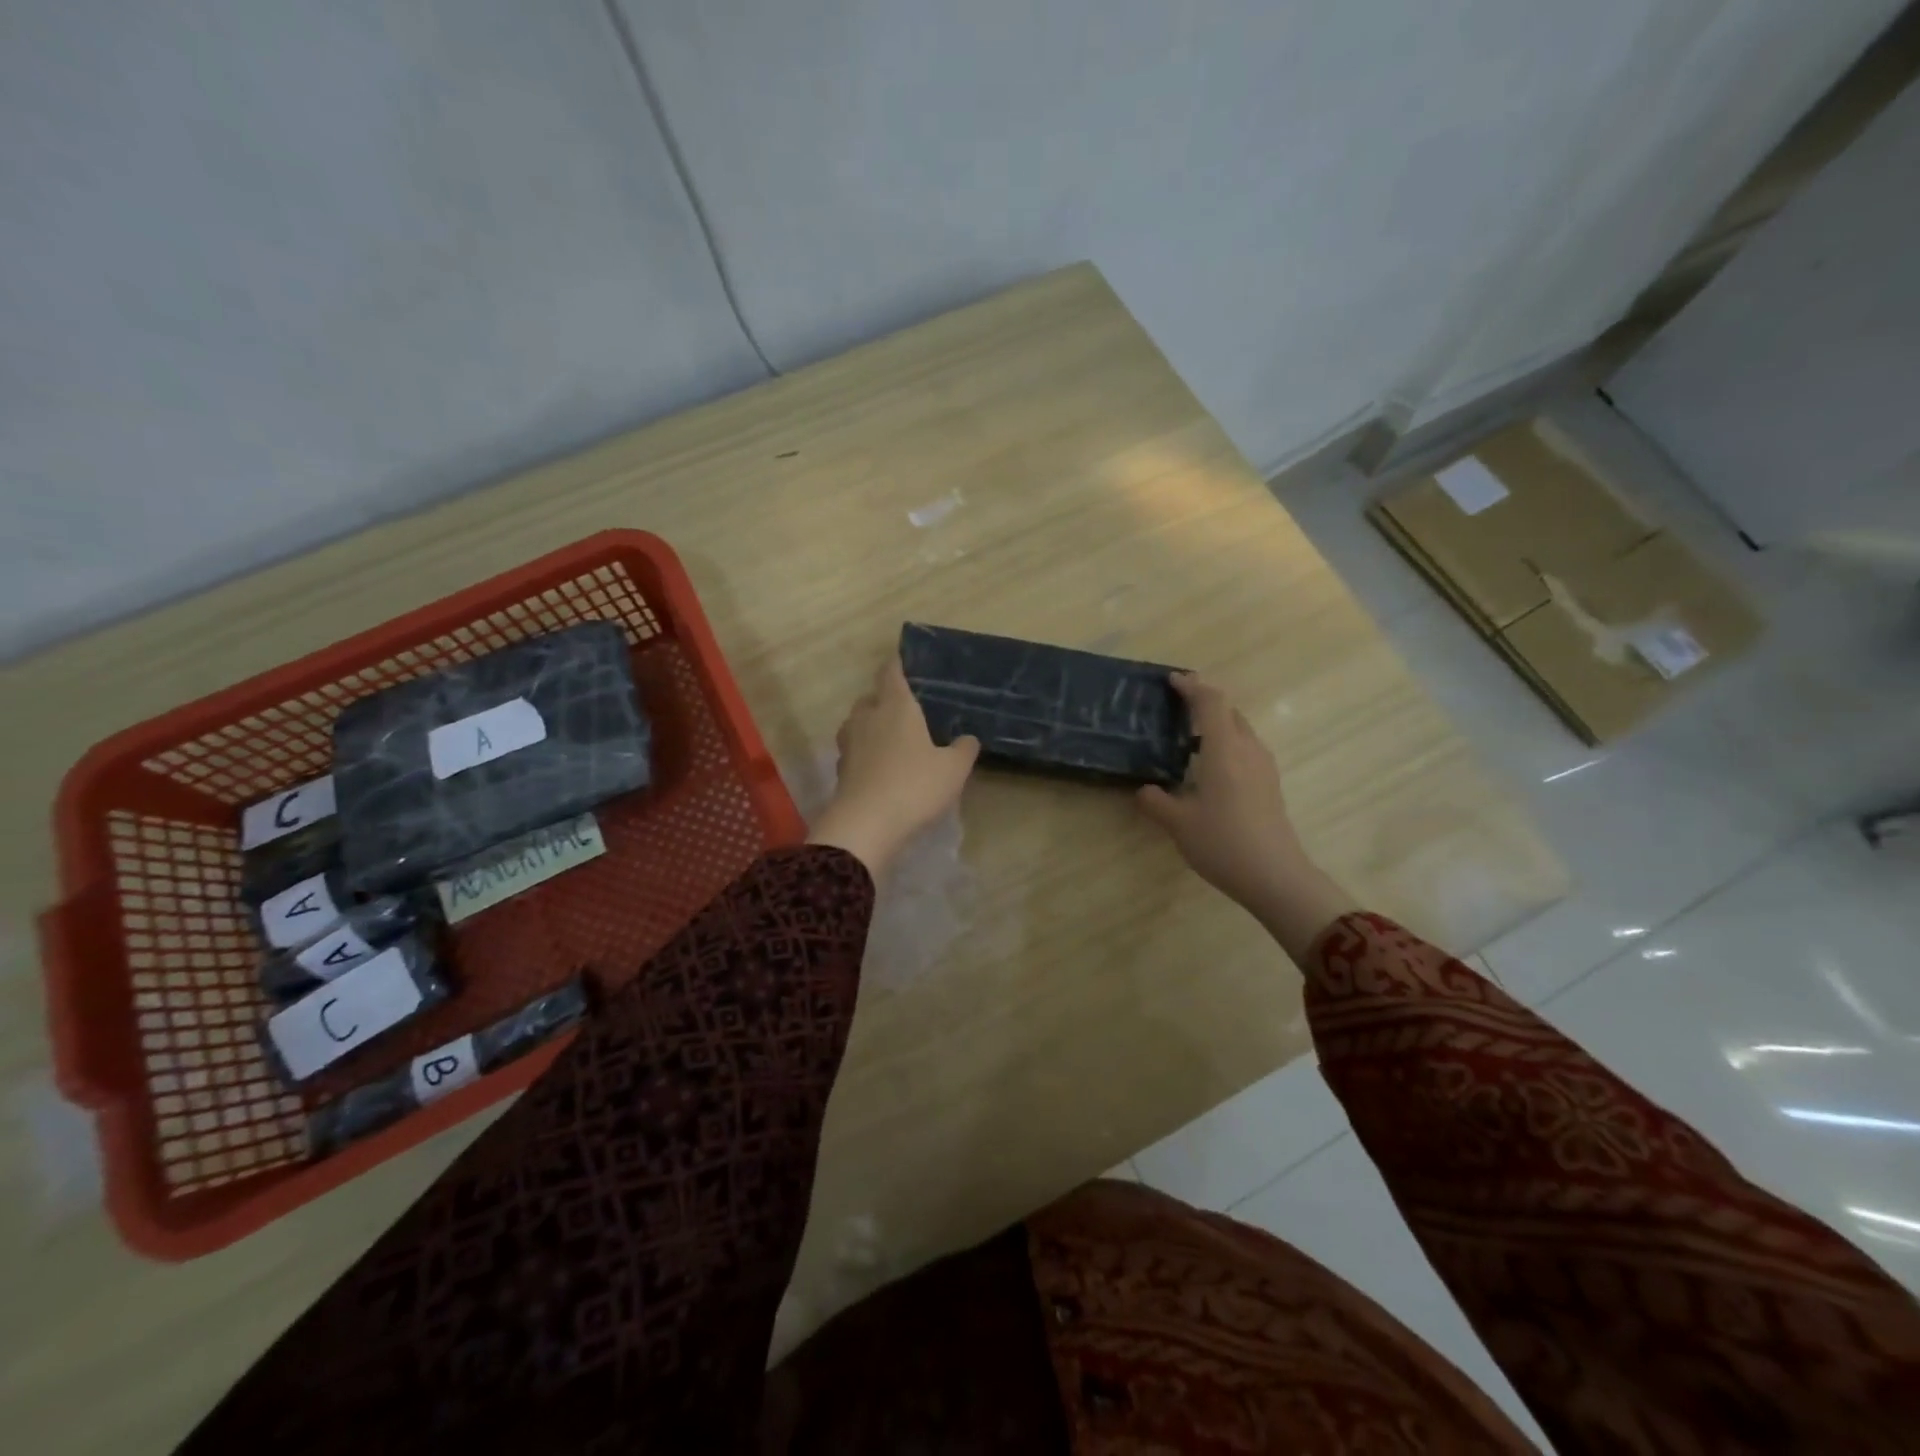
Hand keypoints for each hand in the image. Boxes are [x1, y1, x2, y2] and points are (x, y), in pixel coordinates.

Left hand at [808, 655, 979, 876]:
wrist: (866, 825)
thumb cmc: (914, 786)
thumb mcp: (953, 769)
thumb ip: (964, 749)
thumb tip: (968, 738)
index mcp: (896, 707)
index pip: (892, 673)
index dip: (898, 664)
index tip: (904, 660)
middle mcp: (868, 717)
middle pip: (871, 698)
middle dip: (885, 700)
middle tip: (906, 711)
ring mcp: (849, 744)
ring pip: (858, 724)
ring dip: (872, 727)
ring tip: (892, 740)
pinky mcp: (841, 770)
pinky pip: (854, 751)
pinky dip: (865, 754)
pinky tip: (880, 769)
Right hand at [1137, 673, 1353, 960]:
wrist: (1275, 876)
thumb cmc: (1223, 843)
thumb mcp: (1178, 824)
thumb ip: (1156, 802)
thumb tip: (1143, 790)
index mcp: (1224, 750)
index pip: (1211, 703)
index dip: (1192, 687)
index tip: (1173, 680)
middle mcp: (1248, 750)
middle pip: (1229, 712)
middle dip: (1205, 702)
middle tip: (1177, 705)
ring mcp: (1263, 767)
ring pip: (1241, 730)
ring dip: (1218, 724)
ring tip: (1190, 735)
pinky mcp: (1269, 785)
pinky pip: (1246, 749)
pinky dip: (1227, 743)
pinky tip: (1210, 765)